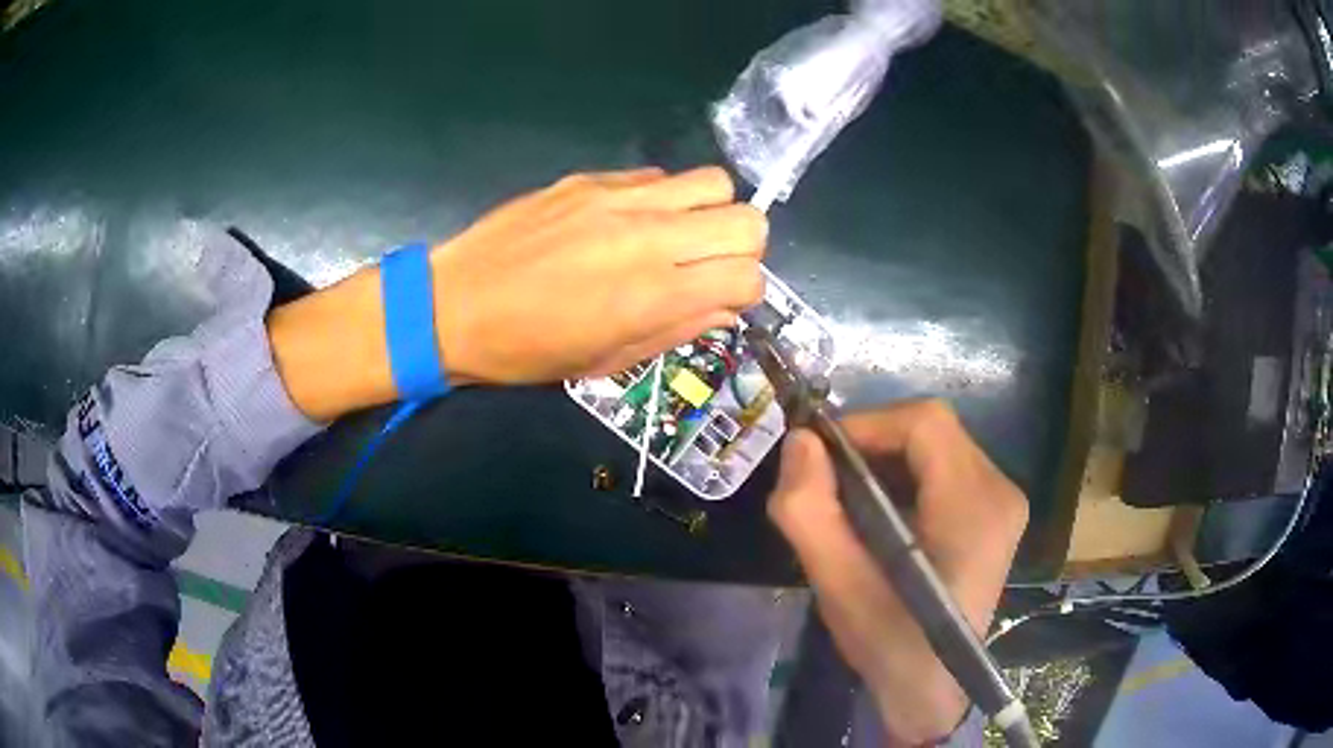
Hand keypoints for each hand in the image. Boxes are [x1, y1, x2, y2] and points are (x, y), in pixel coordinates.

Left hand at [433, 166, 766, 381]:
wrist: (454, 304)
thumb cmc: (528, 350)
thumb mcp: (607, 361)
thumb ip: (678, 330)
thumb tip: (725, 308)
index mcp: (652, 295)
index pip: (749, 275)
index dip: (745, 292)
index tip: (720, 299)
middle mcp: (647, 237)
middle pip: (748, 219)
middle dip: (742, 247)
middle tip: (707, 265)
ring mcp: (618, 198)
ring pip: (713, 182)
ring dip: (709, 212)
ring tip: (675, 236)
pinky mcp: (590, 178)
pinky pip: (657, 176)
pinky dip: (662, 199)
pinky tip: (627, 221)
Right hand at [768, 401, 1027, 745]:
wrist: (932, 691)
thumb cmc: (889, 644)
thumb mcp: (839, 585)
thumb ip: (810, 511)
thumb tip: (800, 442)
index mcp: (974, 506)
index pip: (926, 424)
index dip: (869, 424)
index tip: (822, 454)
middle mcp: (1000, 491)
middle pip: (933, 432)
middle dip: (874, 443)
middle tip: (828, 479)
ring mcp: (1004, 503)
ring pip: (938, 448)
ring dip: (888, 460)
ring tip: (849, 499)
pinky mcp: (996, 515)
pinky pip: (947, 470)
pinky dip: (907, 477)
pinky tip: (881, 514)